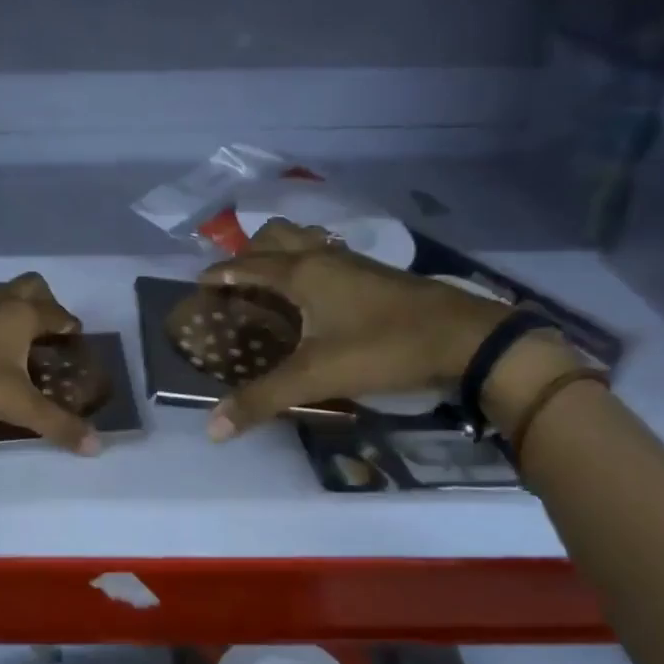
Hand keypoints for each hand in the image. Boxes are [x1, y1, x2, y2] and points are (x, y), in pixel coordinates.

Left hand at [0, 272, 100, 454]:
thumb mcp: (16, 404)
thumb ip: (56, 424)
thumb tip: (96, 446)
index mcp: (23, 314)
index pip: (59, 313)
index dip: (71, 327)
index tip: (76, 342)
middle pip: (31, 286)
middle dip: (45, 302)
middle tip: (47, 332)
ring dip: (11, 308)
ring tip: (14, 339)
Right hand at [196, 219, 513, 438]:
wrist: (465, 338)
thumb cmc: (384, 348)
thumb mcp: (317, 376)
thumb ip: (263, 399)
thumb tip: (213, 428)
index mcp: (302, 273)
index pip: (247, 265)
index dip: (219, 273)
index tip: (198, 285)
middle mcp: (324, 257)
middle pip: (276, 235)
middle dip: (249, 252)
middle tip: (236, 284)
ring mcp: (353, 262)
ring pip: (306, 240)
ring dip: (282, 252)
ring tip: (270, 285)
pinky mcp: (376, 275)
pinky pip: (330, 255)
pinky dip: (310, 264)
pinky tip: (316, 297)